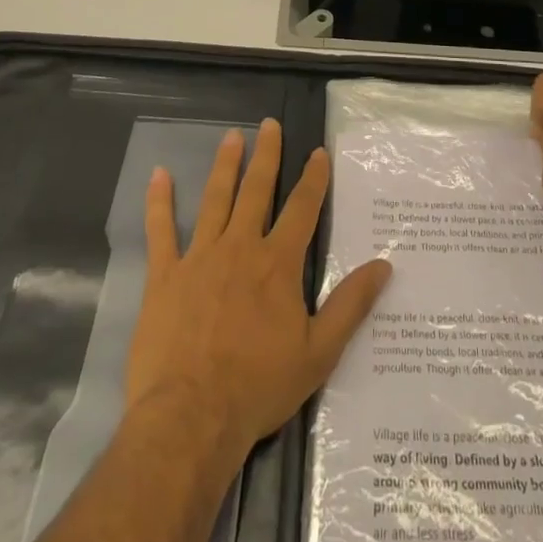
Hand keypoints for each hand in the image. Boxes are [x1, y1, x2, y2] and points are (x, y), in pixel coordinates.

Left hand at [128, 120, 393, 462]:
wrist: (190, 418)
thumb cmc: (258, 387)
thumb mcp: (319, 352)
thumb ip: (351, 305)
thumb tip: (384, 265)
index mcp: (278, 264)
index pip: (302, 208)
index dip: (313, 178)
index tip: (318, 152)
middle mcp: (241, 247)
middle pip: (257, 190)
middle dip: (267, 155)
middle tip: (269, 124)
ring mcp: (199, 258)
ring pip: (215, 199)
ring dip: (224, 165)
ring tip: (231, 137)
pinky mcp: (164, 277)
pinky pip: (161, 231)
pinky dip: (159, 202)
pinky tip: (158, 175)